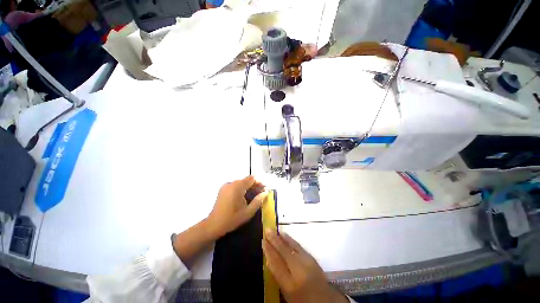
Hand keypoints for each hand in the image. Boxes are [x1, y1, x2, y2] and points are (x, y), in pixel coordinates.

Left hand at [206, 176, 267, 237]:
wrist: (213, 225)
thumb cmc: (232, 219)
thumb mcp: (248, 212)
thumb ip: (258, 201)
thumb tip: (266, 192)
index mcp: (237, 187)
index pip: (252, 179)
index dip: (259, 182)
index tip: (265, 188)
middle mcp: (231, 183)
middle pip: (246, 180)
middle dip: (255, 185)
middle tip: (261, 192)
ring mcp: (226, 185)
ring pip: (241, 183)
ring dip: (249, 187)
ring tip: (255, 195)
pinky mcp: (223, 189)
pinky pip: (236, 186)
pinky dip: (242, 189)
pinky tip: (245, 196)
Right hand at [262, 229, 348, 302]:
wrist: (325, 301)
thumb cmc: (302, 300)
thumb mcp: (287, 293)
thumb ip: (278, 276)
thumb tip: (270, 258)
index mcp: (290, 285)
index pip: (276, 265)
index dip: (269, 252)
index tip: (263, 241)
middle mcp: (298, 272)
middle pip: (283, 253)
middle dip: (274, 240)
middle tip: (267, 230)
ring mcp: (307, 263)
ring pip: (291, 247)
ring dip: (281, 238)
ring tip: (274, 230)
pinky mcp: (312, 258)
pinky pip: (298, 246)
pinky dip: (290, 240)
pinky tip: (285, 235)